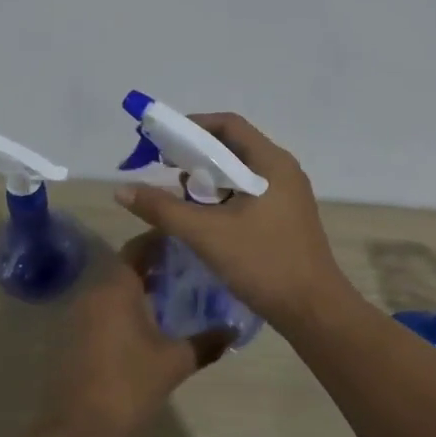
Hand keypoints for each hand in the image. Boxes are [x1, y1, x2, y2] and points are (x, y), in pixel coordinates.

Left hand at [41, 236, 228, 436]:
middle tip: (189, 267)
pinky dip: (126, 306)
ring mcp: (81, 315)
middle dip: (156, 264)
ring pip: (115, 288)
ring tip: (175, 294)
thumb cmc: (128, 385)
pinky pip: (105, 307)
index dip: (162, 240)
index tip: (188, 240)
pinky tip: (149, 324)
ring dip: (141, 286)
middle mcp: (94, 292)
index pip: (139, 246)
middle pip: (126, 265)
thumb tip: (233, 330)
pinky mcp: (75, 336)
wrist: (77, 429)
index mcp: (117, 287)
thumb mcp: (175, 362)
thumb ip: (206, 342)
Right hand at [114, 112, 356, 330]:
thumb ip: (162, 209)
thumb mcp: (206, 234)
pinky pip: (249, 194)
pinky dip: (223, 198)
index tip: (162, 141)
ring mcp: (288, 196)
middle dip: (196, 155)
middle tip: (164, 168)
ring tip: (179, 196)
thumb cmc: (263, 263)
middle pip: (233, 147)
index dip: (193, 126)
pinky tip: (203, 219)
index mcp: (271, 163)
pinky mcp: (286, 218)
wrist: (314, 311)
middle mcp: (283, 171)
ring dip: (208, 179)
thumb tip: (122, 189)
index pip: (228, 125)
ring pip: (240, 174)